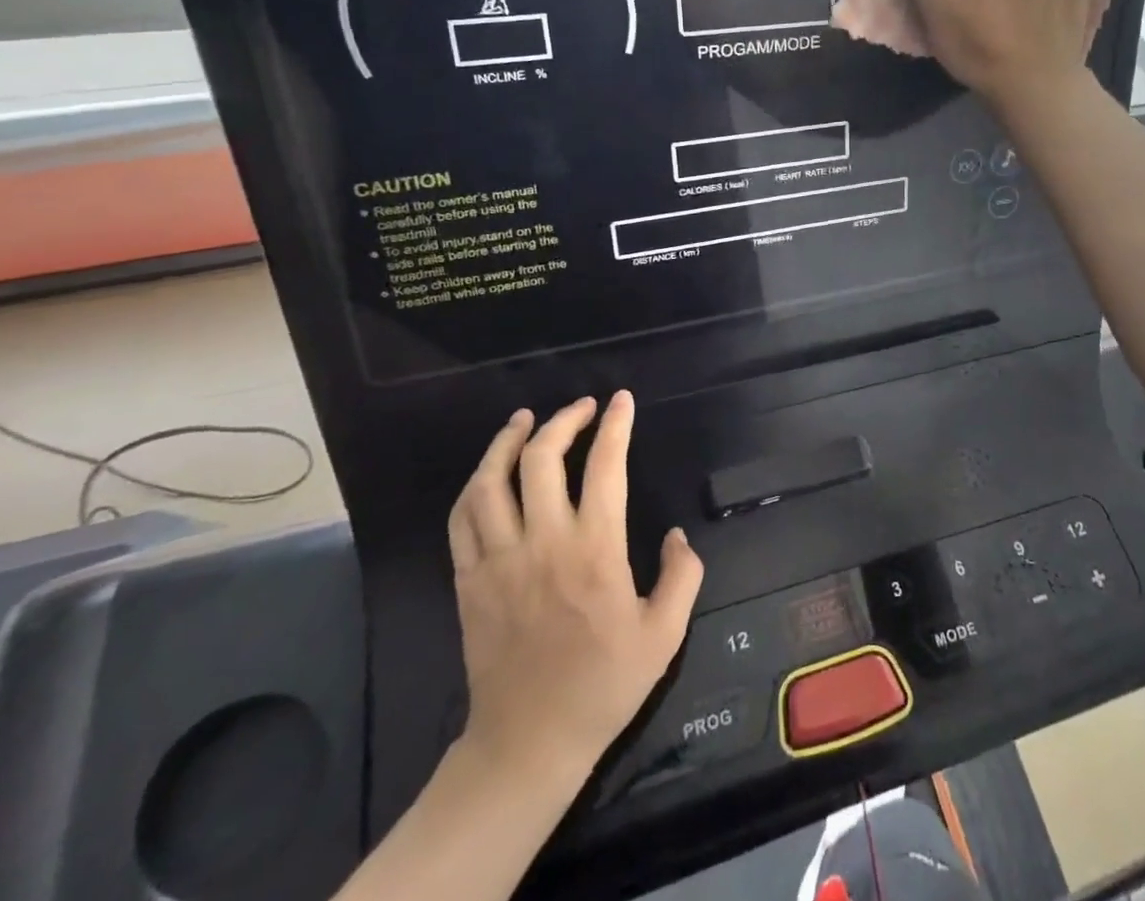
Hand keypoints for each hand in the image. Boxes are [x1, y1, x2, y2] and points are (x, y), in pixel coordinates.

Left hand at [446, 392, 702, 786]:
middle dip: (563, 420)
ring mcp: (499, 560)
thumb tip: (677, 535)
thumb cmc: (604, 685)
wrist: (530, 743)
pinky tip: (488, 472)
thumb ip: (682, 576)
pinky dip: (474, 485)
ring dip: (507, 441)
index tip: (621, 401)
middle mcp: (544, 542)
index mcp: (595, 549)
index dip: (615, 425)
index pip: (605, 465)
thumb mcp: (665, 635)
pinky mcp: (469, 580)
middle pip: (542, 459)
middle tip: (581, 407)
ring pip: (491, 481)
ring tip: (524, 420)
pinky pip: (462, 519)